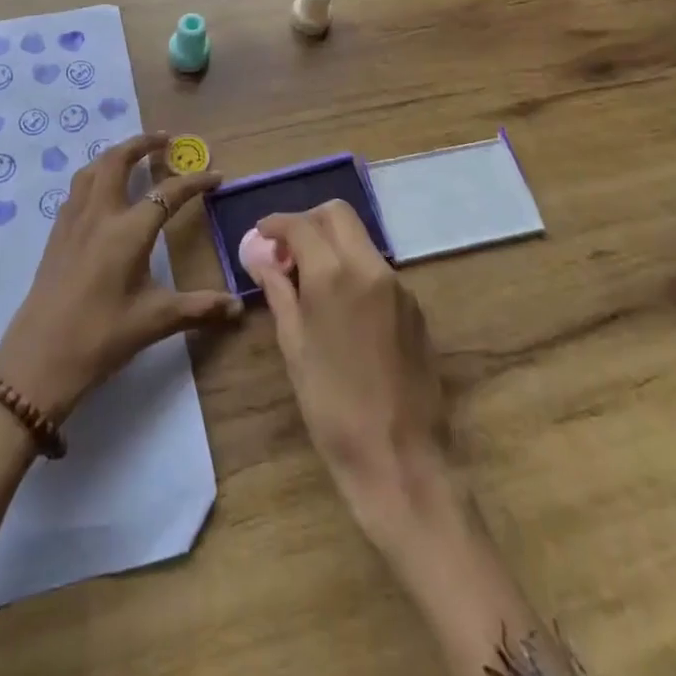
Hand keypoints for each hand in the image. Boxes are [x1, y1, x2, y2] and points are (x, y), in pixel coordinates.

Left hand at [0, 132, 241, 421]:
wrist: (38, 360)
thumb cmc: (101, 337)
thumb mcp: (155, 321)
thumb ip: (200, 308)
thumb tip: (240, 307)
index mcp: (128, 231)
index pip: (168, 193)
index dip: (195, 182)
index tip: (216, 176)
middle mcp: (100, 214)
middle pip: (118, 160)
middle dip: (143, 143)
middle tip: (166, 140)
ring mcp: (73, 221)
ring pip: (92, 169)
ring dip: (115, 154)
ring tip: (133, 156)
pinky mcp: (56, 233)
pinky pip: (77, 189)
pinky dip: (94, 175)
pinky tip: (102, 192)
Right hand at [250, 201, 452, 535]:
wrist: (401, 460)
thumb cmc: (332, 408)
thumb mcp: (294, 347)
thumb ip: (278, 291)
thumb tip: (260, 255)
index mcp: (334, 275)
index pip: (301, 224)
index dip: (276, 224)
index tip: (261, 236)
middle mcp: (370, 268)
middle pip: (337, 215)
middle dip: (308, 222)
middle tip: (287, 252)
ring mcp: (398, 286)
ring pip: (359, 240)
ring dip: (331, 245)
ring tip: (309, 282)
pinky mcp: (414, 307)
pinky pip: (377, 269)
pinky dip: (353, 269)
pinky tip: (341, 308)